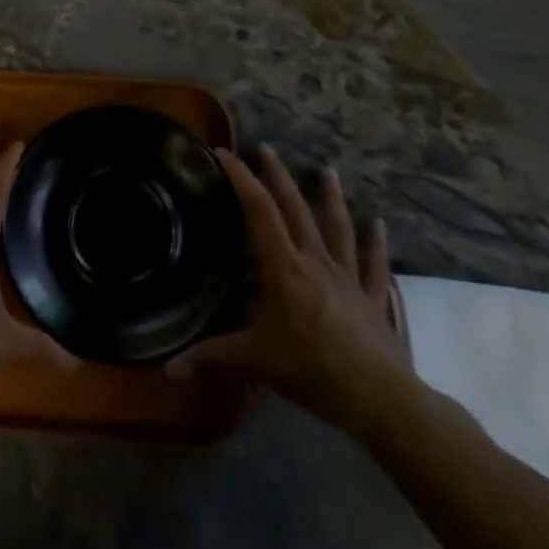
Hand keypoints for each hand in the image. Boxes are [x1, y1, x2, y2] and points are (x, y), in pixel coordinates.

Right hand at [168, 145, 410, 436]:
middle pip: (296, 209)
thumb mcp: (255, 362)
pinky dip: (376, 243)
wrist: (381, 399)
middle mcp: (316, 262)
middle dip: (278, 177)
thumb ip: (211, 358)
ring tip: (327, 171)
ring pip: (338, 227)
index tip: (225, 153)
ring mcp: (348, 277)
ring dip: (330, 198)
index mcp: (284, 268)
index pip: (259, 212)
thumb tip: (166, 369)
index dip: (241, 179)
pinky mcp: (372, 297)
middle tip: (266, 149)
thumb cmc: (312, 371)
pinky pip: (373, 264)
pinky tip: (379, 223)